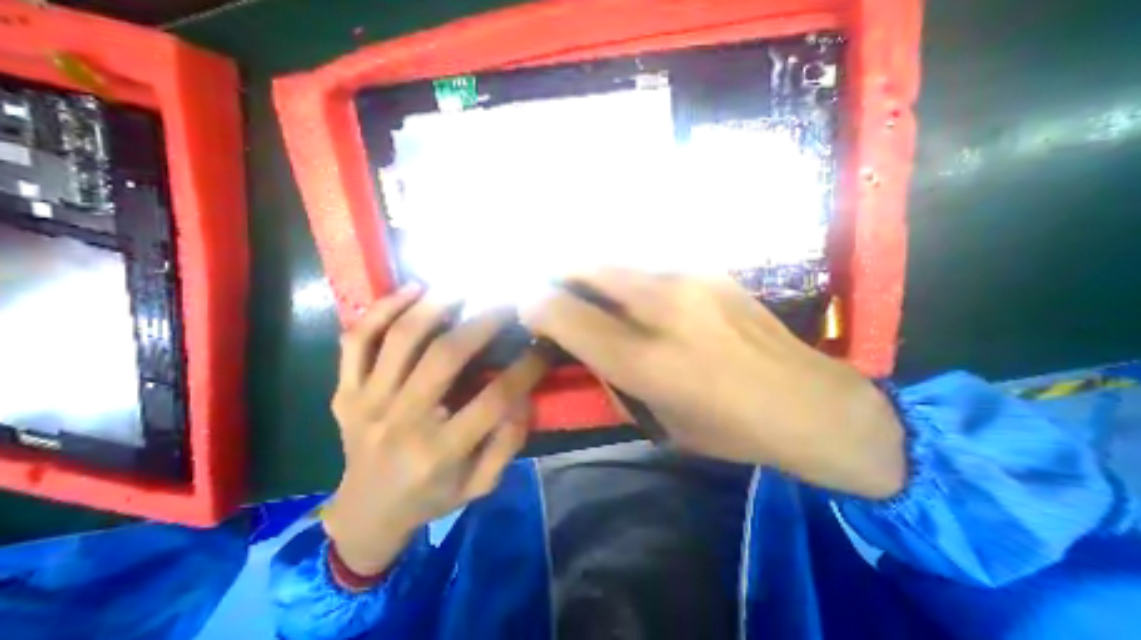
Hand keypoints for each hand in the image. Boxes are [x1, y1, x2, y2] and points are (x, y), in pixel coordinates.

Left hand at [323, 288, 549, 577]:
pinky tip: (412, 289)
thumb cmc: (431, 498)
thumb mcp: (480, 484)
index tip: (545, 344)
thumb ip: (507, 443)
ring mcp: (366, 401)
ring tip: (465, 284)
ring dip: (437, 303)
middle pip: (445, 355)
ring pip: (400, 337)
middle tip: (509, 300)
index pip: (495, 398)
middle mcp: (401, 421)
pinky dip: (383, 308)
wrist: (363, 515)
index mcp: (440, 451)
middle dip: (484, 320)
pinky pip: (357, 340)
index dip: (527, 366)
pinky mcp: (345, 390)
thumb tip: (522, 395)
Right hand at [521, 271, 904, 500]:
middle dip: (558, 274)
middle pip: (586, 268)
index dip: (536, 306)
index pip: (567, 316)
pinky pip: (646, 264)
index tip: (528, 308)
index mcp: (645, 360)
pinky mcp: (708, 269)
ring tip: (586, 287)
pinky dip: (624, 275)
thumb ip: (611, 375)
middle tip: (550, 287)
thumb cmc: (727, 427)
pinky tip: (635, 292)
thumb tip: (580, 342)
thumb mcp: (656, 418)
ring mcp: (689, 279)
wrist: (808, 402)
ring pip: (615, 259)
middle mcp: (662, 308)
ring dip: (590, 271)